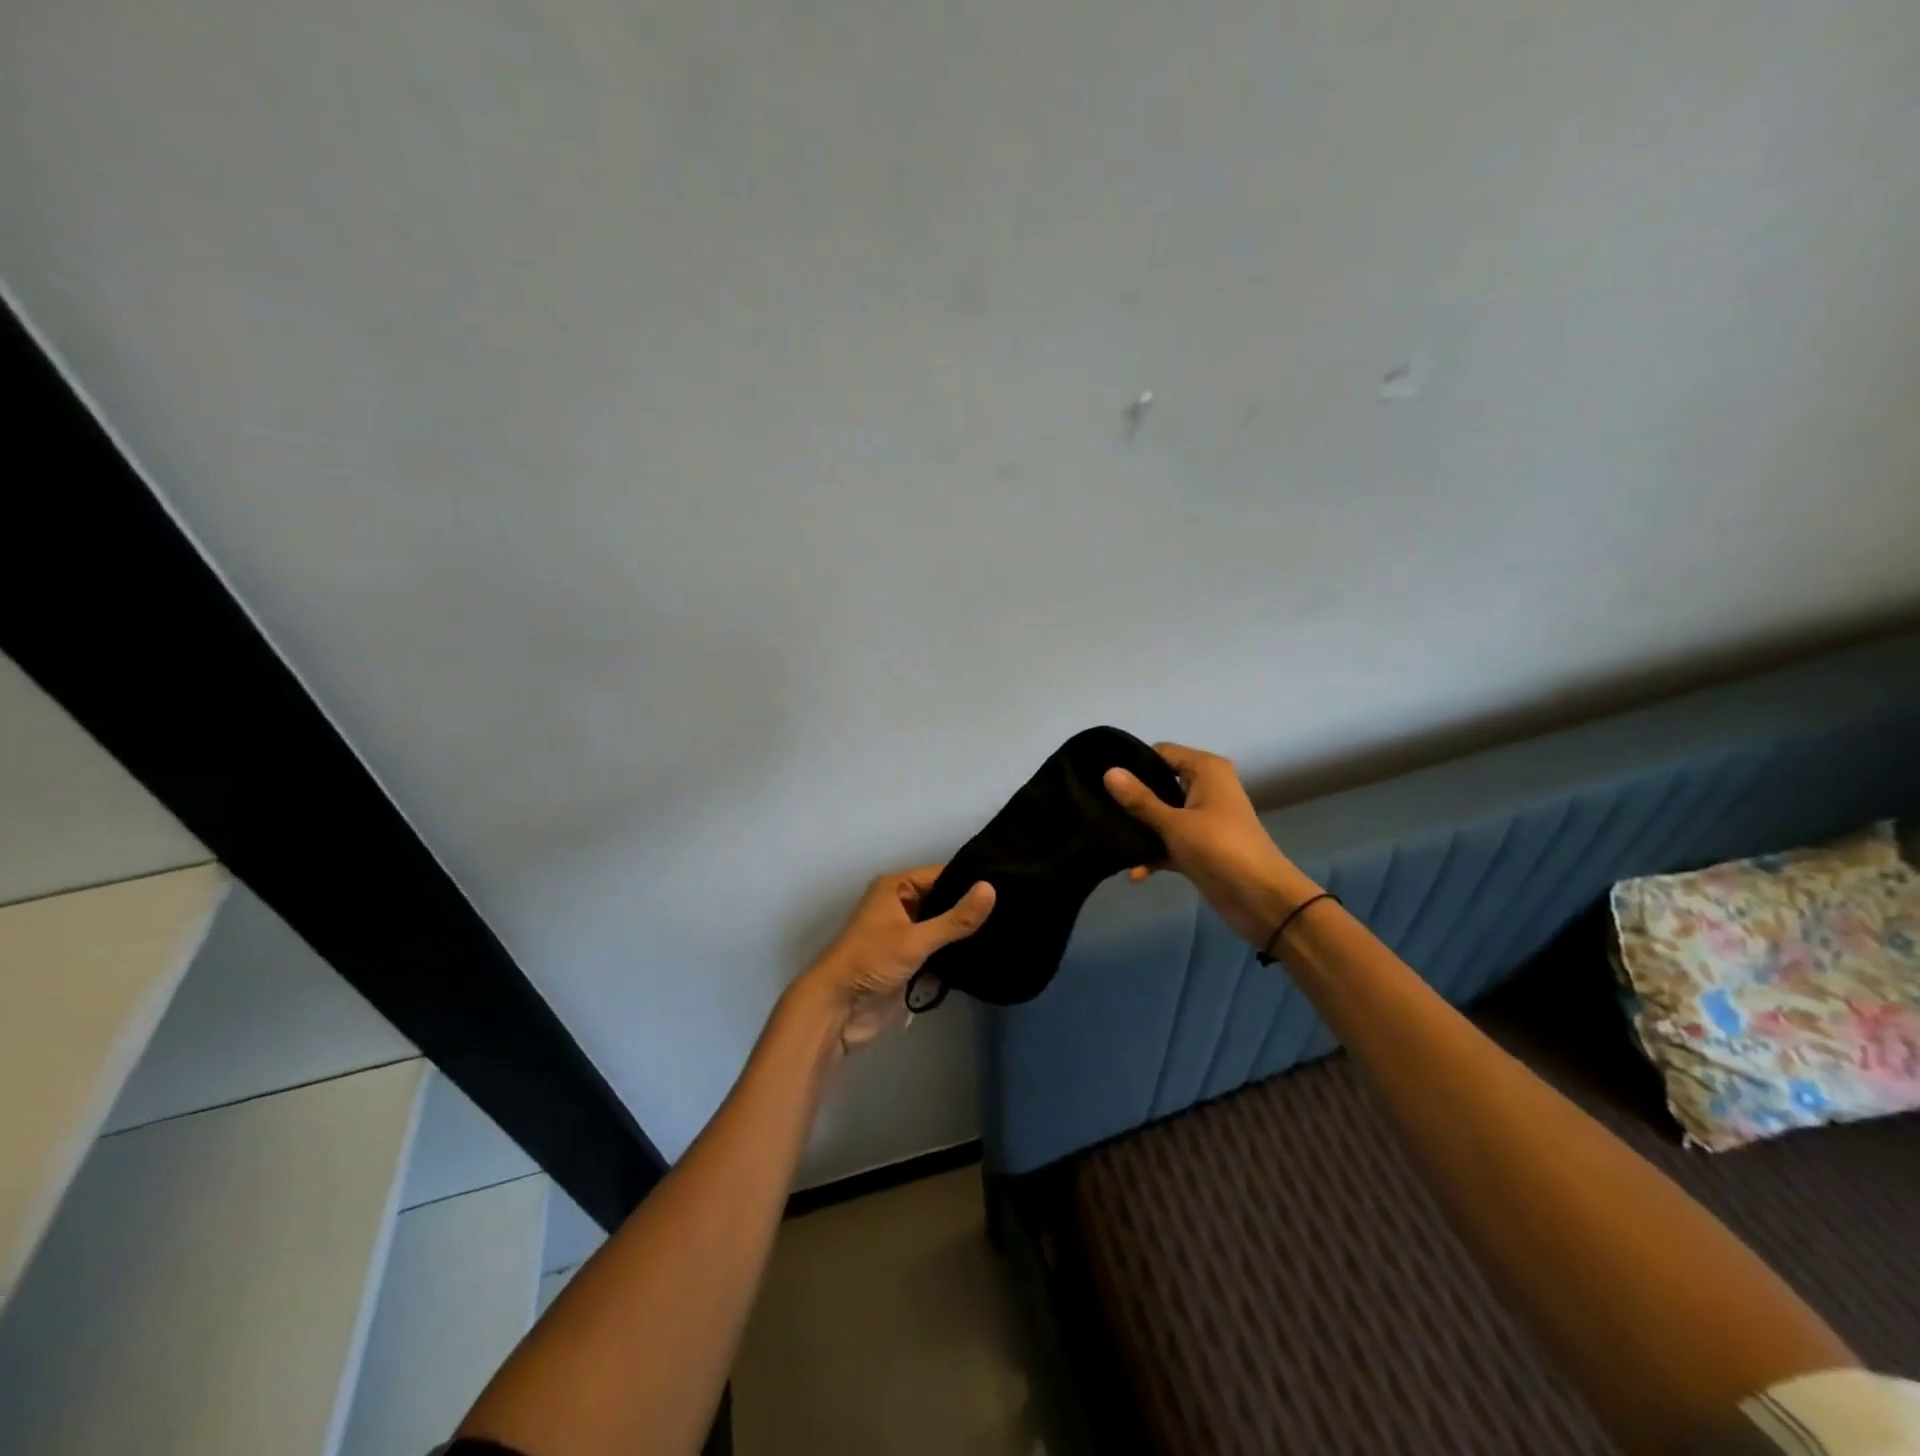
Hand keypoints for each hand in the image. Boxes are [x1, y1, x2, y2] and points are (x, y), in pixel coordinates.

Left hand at [795, 867, 995, 1053]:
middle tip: (1014, 911)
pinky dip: (955, 957)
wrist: (837, 1010)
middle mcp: (900, 906)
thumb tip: (991, 889)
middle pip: (943, 901)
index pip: (942, 875)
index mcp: (896, 888)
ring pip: (942, 928)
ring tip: (1007, 932)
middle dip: (970, 909)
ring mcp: (905, 935)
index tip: (1008, 883)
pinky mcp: (909, 962)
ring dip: (963, 935)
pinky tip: (987, 957)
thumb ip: (955, 919)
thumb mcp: (915, 938)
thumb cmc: (871, 962)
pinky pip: (938, 953)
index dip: (971, 880)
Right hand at [1104, 742, 1318, 947]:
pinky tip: (1134, 873)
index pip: (1160, 753)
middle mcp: (1205, 788)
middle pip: (1158, 784)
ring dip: (1140, 830)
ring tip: (1107, 839)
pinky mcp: (1198, 846)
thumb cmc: (1220, 849)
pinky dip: (1153, 854)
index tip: (1100, 778)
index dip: (1132, 764)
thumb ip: (1140, 799)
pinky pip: (1168, 842)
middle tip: (1096, 808)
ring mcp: (1201, 818)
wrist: (1261, 900)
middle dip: (1131, 799)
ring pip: (1161, 814)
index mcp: (1205, 770)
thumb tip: (1108, 772)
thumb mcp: (1175, 823)